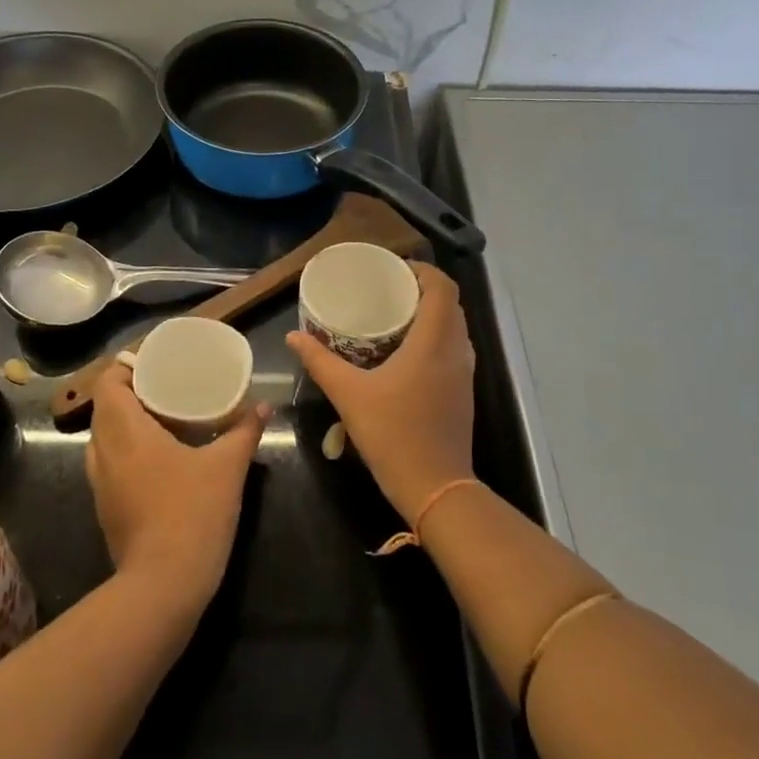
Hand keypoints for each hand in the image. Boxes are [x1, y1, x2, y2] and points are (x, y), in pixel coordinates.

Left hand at [85, 362, 267, 607]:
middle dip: (130, 393)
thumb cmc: (193, 513)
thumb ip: (245, 431)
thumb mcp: (228, 467)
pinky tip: (158, 459)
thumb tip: (264, 407)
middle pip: (104, 408)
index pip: (107, 384)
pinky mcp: (106, 509)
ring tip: (162, 419)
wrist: (164, 585)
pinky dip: (125, 451)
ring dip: (125, 423)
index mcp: (126, 432)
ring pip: (103, 439)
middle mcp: (104, 453)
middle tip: (166, 387)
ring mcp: (100, 484)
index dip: (125, 369)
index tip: (154, 364)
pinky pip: (108, 465)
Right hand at [286, 261, 474, 525]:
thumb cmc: (393, 435)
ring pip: (454, 328)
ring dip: (431, 314)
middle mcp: (455, 351)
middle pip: (450, 304)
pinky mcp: (462, 392)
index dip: (423, 271)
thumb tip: (294, 336)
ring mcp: (464, 373)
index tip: (395, 270)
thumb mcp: (349, 395)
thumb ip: (320, 362)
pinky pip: (453, 349)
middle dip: (423, 290)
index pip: (443, 288)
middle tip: (388, 290)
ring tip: (395, 315)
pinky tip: (405, 352)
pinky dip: (435, 337)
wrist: (435, 487)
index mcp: (434, 343)